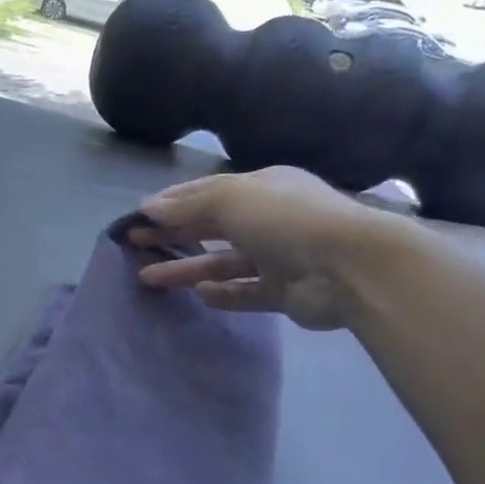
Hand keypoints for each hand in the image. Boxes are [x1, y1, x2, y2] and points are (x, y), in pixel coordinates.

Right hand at [131, 166, 410, 328]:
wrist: (349, 266)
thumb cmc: (286, 219)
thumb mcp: (231, 199)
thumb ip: (188, 205)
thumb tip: (148, 207)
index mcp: (263, 187)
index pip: (208, 192)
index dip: (172, 203)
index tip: (138, 216)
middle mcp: (270, 219)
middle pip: (212, 227)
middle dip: (172, 233)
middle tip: (134, 243)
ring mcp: (280, 257)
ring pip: (223, 263)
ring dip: (187, 269)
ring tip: (148, 278)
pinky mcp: (286, 292)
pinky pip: (247, 292)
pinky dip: (224, 293)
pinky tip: (201, 296)